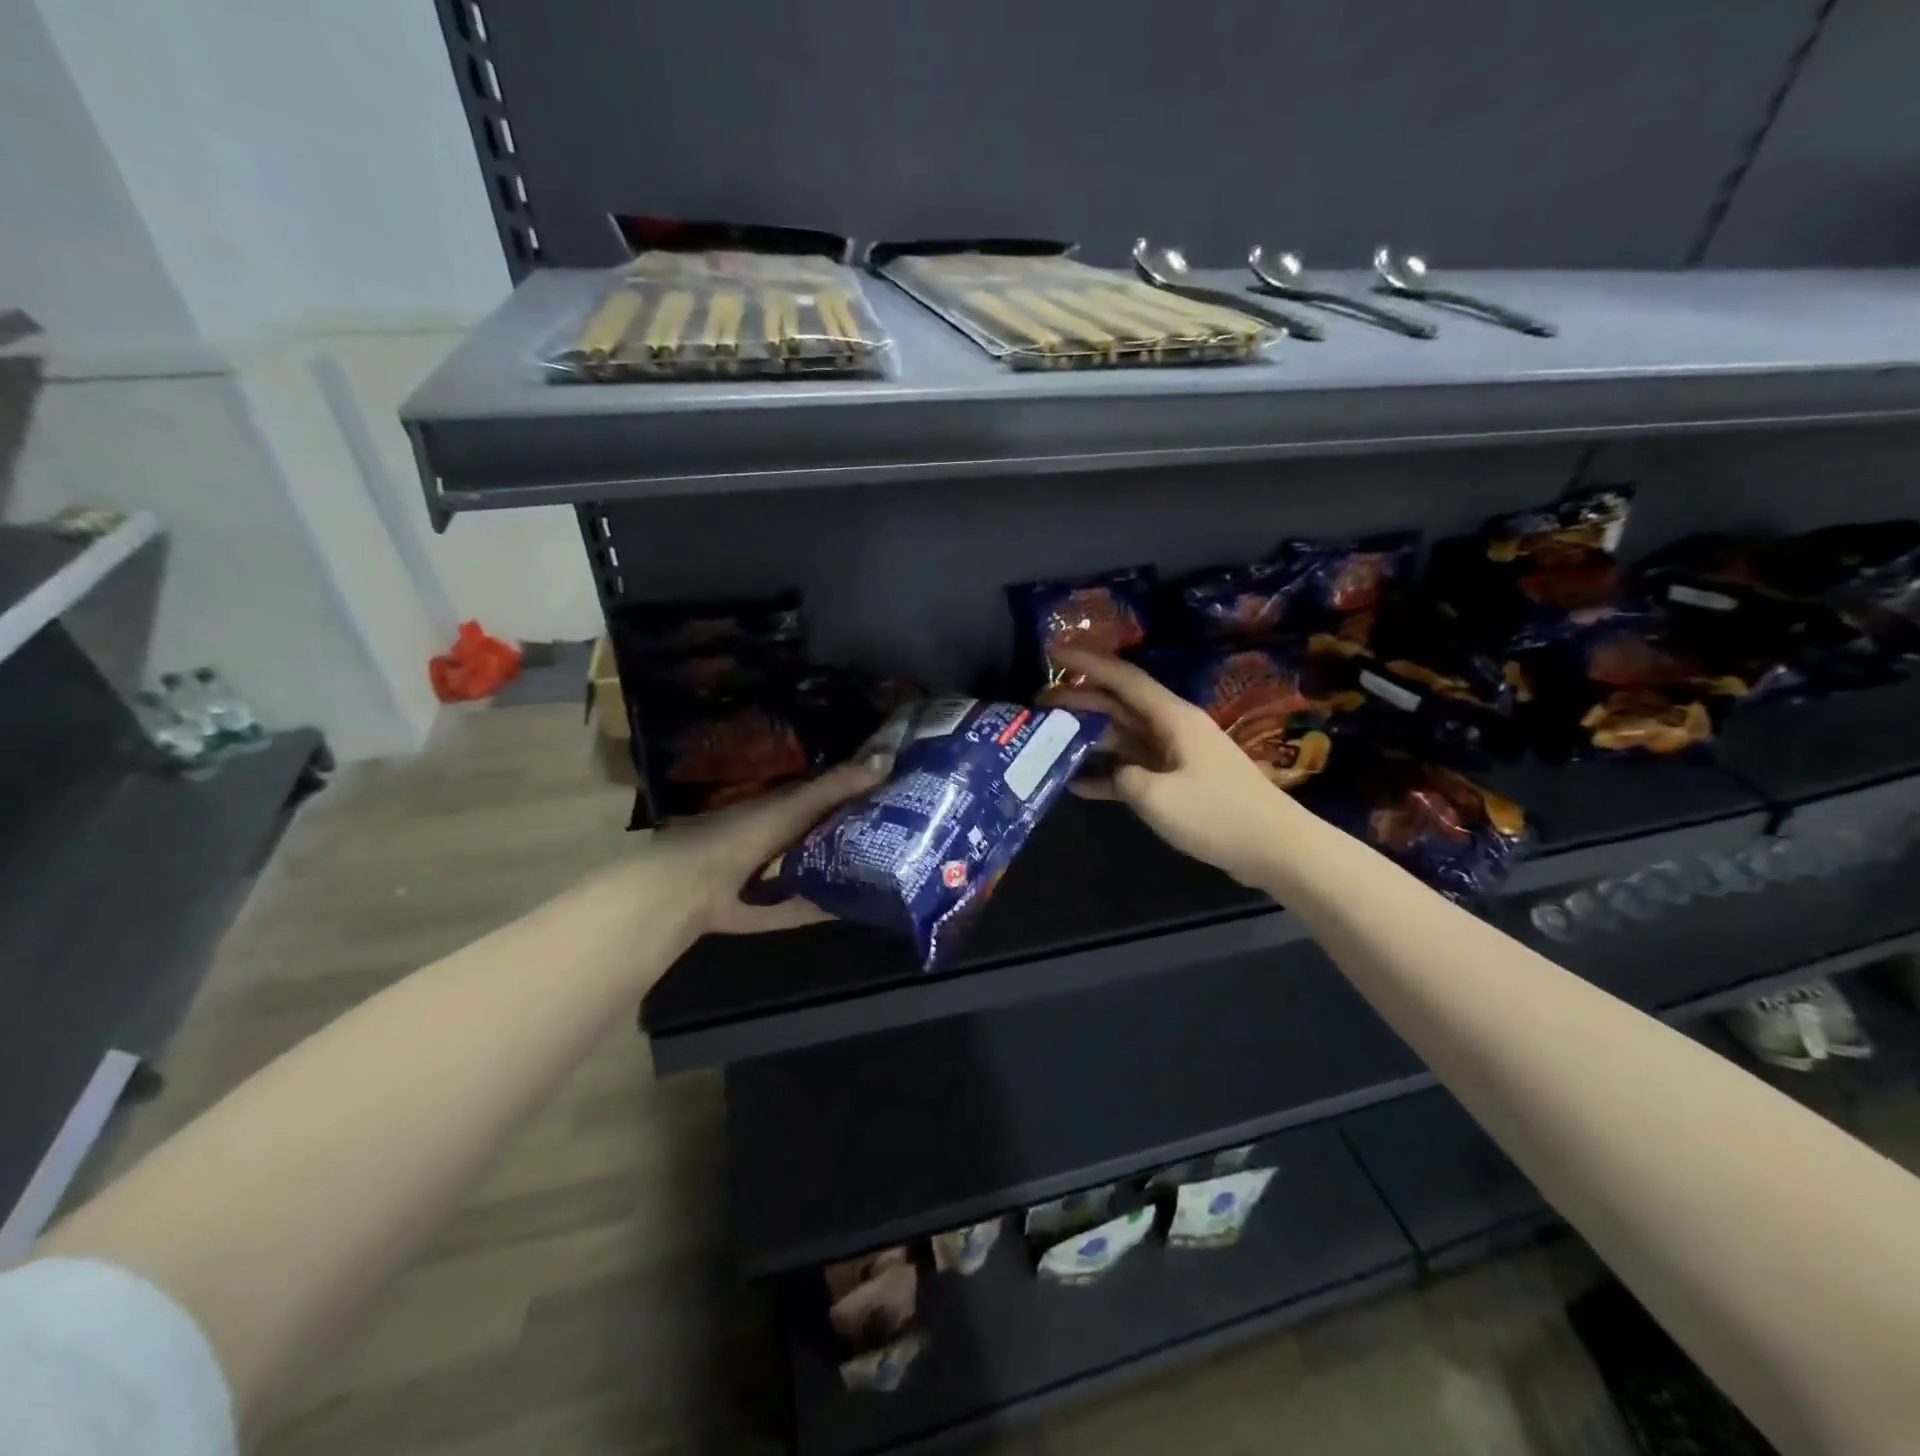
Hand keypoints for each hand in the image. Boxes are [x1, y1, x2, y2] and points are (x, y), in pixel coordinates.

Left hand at [653, 758, 885, 934]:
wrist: (691, 885)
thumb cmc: (744, 833)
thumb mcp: (796, 805)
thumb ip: (837, 787)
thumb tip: (888, 758)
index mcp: (781, 808)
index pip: (826, 796)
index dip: (858, 793)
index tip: (896, 794)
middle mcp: (777, 838)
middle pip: (822, 834)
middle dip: (855, 834)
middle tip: (902, 838)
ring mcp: (769, 875)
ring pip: (813, 870)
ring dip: (840, 871)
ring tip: (886, 873)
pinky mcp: (766, 908)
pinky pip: (800, 907)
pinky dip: (823, 907)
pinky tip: (856, 908)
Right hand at [1048, 648, 1297, 886]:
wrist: (1275, 848)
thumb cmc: (1217, 815)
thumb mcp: (1157, 797)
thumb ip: (1123, 777)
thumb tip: (1115, 773)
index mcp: (1172, 718)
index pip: (1123, 678)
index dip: (1087, 663)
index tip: (1053, 654)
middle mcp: (1173, 728)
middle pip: (1119, 705)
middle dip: (1080, 700)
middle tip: (1039, 704)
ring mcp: (1177, 756)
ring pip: (1124, 736)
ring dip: (1089, 737)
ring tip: (1050, 739)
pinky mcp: (1180, 783)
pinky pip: (1136, 770)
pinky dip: (1109, 775)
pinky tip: (1078, 784)